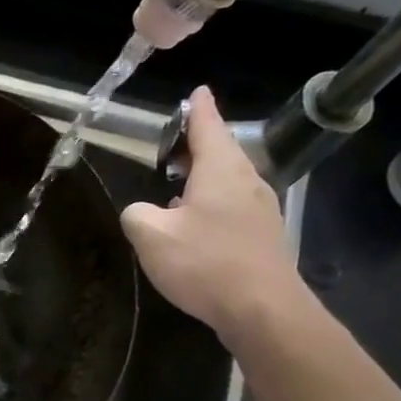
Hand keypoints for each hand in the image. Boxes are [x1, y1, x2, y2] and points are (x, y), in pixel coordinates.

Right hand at [120, 87, 310, 343]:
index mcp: (220, 170)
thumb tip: (142, 211)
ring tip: (177, 187)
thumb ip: (138, 214)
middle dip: (198, 145)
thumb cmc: (204, 263)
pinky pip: (233, 206)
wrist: (261, 308)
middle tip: (174, 146)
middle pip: (222, 152)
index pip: (208, 127)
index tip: (196, 92)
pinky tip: (195, 226)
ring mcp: (259, 209)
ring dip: (204, 178)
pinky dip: (213, 203)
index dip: (198, 110)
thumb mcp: (151, 236)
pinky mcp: (262, 236)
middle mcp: (246, 181)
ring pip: (228, 180)